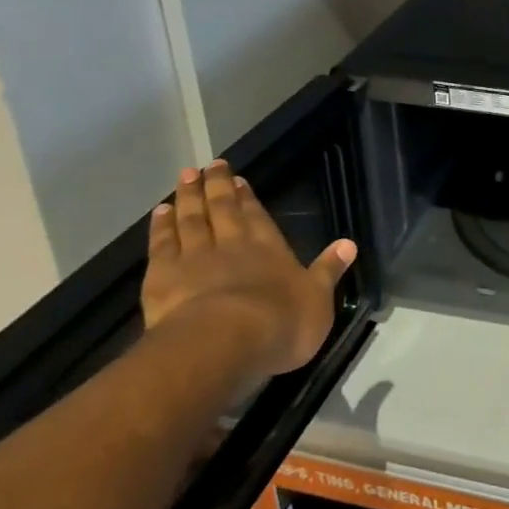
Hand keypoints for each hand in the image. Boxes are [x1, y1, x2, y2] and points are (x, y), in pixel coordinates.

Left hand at [141, 160, 357, 381]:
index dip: (247, 196)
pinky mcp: (163, 277)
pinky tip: (159, 213)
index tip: (237, 178)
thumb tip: (349, 244)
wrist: (223, 344)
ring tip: (185, 176)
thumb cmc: (280, 323)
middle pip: (222, 208)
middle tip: (209, 165)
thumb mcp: (318, 299)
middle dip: (217, 186)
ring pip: (190, 220)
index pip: (256, 215)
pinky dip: (160, 227)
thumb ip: (329, 270)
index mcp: (268, 248)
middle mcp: (232, 244)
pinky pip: (161, 245)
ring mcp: (194, 258)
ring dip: (188, 197)